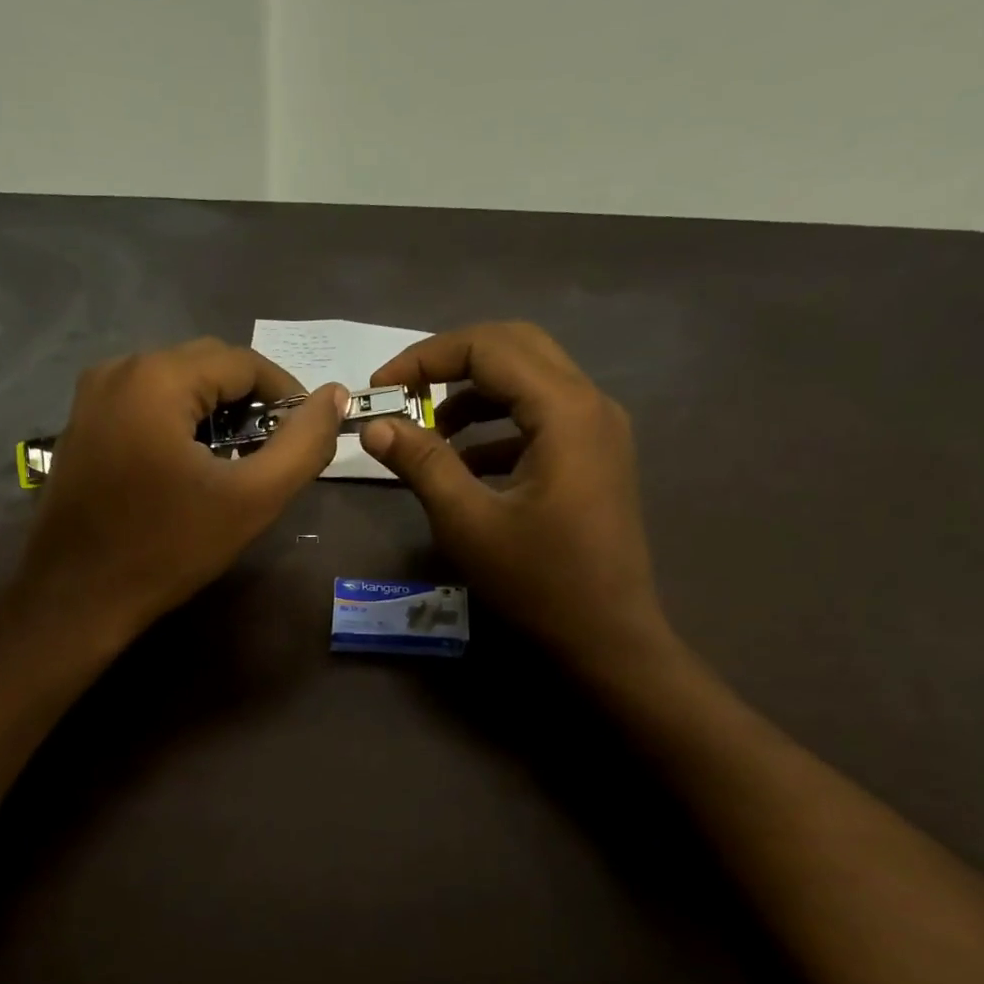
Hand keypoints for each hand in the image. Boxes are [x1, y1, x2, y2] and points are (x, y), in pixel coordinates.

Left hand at [20, 337, 346, 640]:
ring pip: (176, 385)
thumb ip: (303, 444)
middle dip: (250, 404)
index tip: (306, 438)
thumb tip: (336, 397)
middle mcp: (118, 369)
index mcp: (156, 376)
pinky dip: (179, 424)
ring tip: (235, 465)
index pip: (244, 362)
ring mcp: (91, 396)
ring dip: (215, 415)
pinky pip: (145, 406)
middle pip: (207, 366)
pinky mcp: (81, 425)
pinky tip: (190, 469)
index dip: (287, 395)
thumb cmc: (168, 547)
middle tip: (272, 455)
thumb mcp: (251, 499)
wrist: (77, 598)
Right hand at [360, 321, 672, 668]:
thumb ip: (422, 463)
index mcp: (565, 410)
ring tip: (429, 432)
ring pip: (530, 381)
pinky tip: (465, 464)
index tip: (380, 389)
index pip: (488, 347)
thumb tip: (375, 425)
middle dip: (451, 362)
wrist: (608, 637)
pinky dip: (499, 426)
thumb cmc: (539, 582)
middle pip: (515, 348)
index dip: (426, 358)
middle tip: (404, 394)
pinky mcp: (596, 456)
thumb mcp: (468, 523)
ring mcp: (599, 430)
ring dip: (475, 394)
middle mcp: (590, 404)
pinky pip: (542, 418)